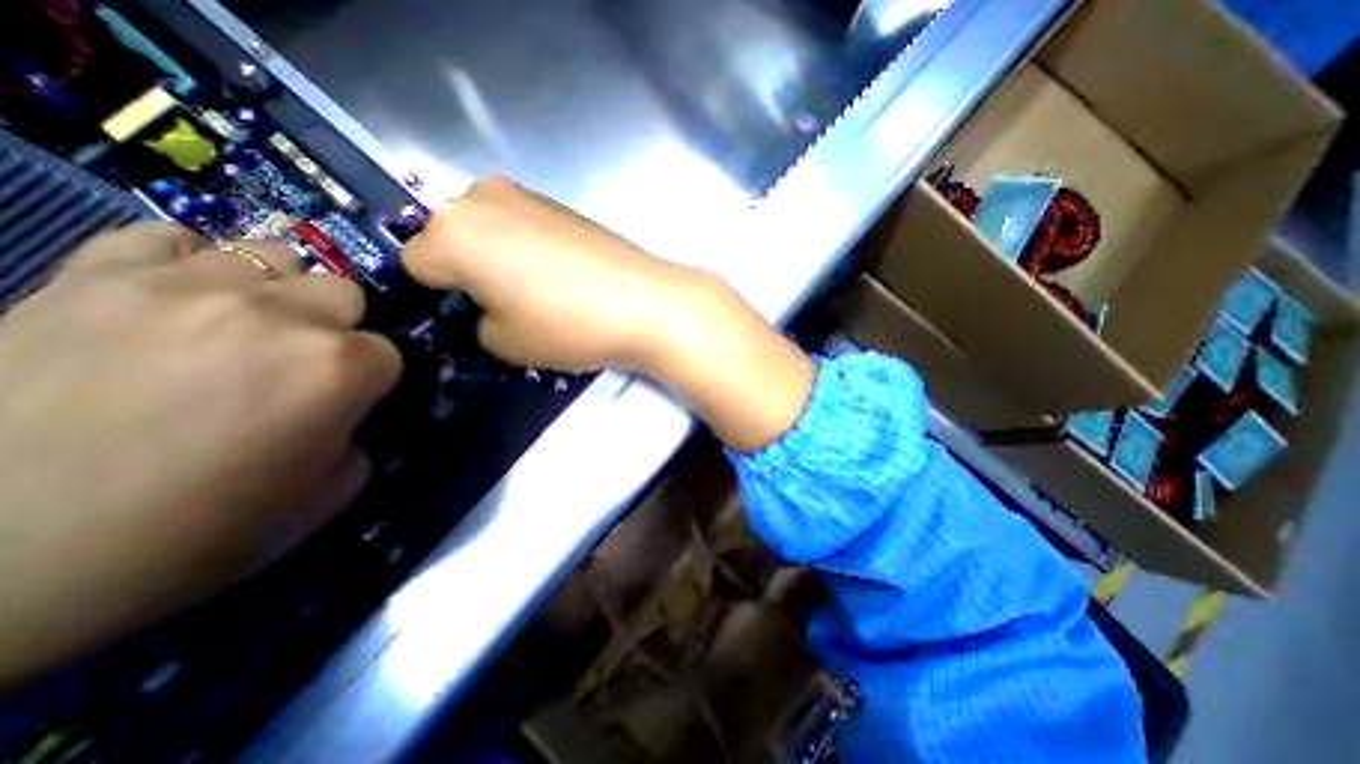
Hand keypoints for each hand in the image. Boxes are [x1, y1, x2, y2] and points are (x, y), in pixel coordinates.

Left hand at [1, 225, 398, 684]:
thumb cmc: (200, 532)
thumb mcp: (328, 494)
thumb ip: (356, 437)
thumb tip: (346, 413)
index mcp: (340, 370)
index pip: (389, 352)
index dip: (373, 379)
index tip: (348, 401)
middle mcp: (282, 317)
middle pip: (344, 292)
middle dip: (337, 326)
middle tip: (301, 362)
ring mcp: (187, 289)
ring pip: (274, 256)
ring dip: (277, 291)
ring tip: (246, 326)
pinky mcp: (91, 279)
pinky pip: (168, 238)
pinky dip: (189, 263)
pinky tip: (180, 300)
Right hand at [400, 175, 811, 452]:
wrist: (646, 302)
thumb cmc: (569, 325)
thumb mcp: (505, 344)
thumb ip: (477, 325)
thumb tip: (485, 309)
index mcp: (452, 232)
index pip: (415, 264)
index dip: (440, 297)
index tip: (471, 317)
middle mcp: (479, 197)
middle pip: (450, 240)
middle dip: (468, 272)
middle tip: (506, 306)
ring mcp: (524, 194)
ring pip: (487, 231)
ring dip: (498, 259)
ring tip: (540, 293)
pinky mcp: (560, 202)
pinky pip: (522, 226)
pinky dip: (528, 249)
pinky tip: (562, 276)